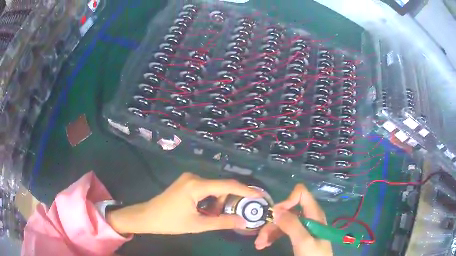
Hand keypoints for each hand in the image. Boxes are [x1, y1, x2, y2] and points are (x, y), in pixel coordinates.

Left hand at [106, 172, 261, 234]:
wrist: (147, 217)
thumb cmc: (170, 222)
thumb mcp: (198, 225)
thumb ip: (222, 222)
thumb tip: (243, 221)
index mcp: (196, 186)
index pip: (227, 185)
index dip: (245, 191)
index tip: (260, 196)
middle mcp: (194, 177)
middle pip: (220, 187)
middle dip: (228, 201)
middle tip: (230, 216)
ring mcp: (189, 179)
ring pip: (213, 188)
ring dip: (217, 202)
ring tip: (210, 217)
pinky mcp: (186, 182)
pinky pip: (205, 189)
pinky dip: (210, 200)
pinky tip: (204, 211)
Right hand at [254, 184, 332, 255]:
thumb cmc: (314, 255)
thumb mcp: (304, 241)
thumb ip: (292, 225)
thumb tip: (276, 210)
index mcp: (314, 214)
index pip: (301, 194)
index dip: (287, 201)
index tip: (276, 215)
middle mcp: (308, 218)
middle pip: (287, 211)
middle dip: (273, 223)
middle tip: (260, 238)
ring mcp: (303, 227)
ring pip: (283, 222)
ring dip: (269, 232)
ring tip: (259, 244)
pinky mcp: (298, 236)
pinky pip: (283, 231)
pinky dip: (272, 237)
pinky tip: (264, 244)